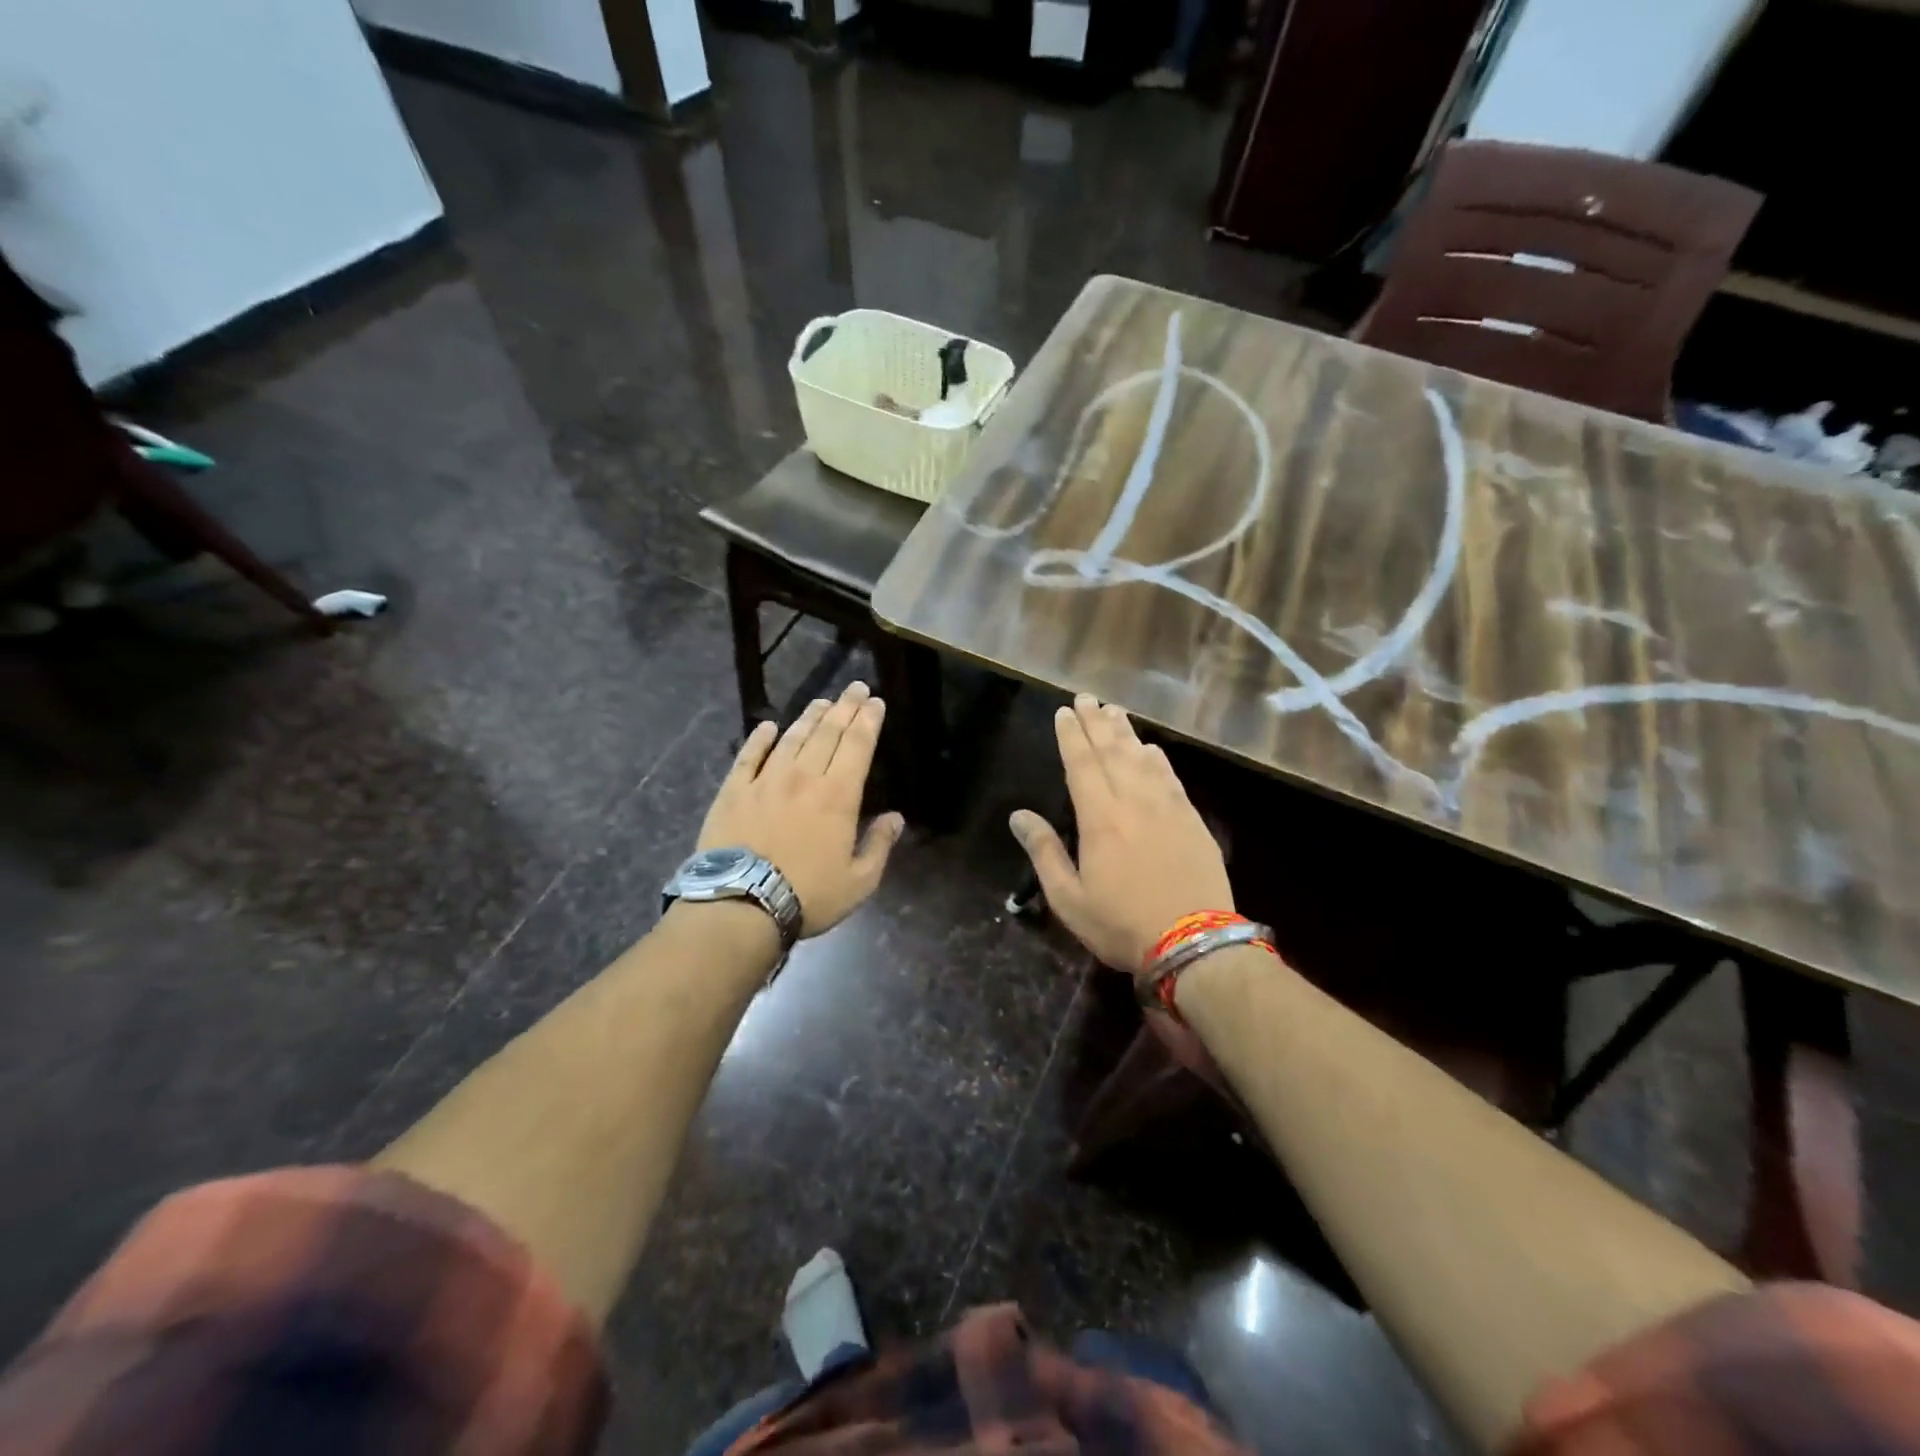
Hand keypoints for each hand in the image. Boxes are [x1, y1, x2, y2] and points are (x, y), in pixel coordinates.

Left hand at [697, 681, 905, 936]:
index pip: (858, 745)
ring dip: (809, 717)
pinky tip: (768, 726)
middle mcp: (804, 776)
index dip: (869, 719)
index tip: (876, 701)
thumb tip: (896, 818)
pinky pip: (749, 755)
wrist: (740, 905)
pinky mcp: (734, 790)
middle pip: (828, 732)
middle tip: (855, 688)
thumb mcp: (859, 882)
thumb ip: (879, 846)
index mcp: (838, 795)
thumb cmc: (808, 895)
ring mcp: (766, 780)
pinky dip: (760, 738)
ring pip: (792, 737)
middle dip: (845, 707)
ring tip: (821, 702)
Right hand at [1009, 694, 1232, 972]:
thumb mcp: (1069, 898)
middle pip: (1112, 751)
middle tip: (1086, 698)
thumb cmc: (1122, 924)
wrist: (1195, 943)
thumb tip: (1019, 816)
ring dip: (1125, 732)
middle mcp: (1133, 801)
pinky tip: (1151, 749)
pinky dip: (1157, 758)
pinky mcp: (1192, 819)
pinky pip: (1170, 776)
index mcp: (1099, 817)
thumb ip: (1044, 852)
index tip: (1064, 711)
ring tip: (1113, 711)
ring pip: (1142, 758)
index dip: (1071, 735)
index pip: (1081, 764)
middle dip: (1096, 722)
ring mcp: (1167, 807)